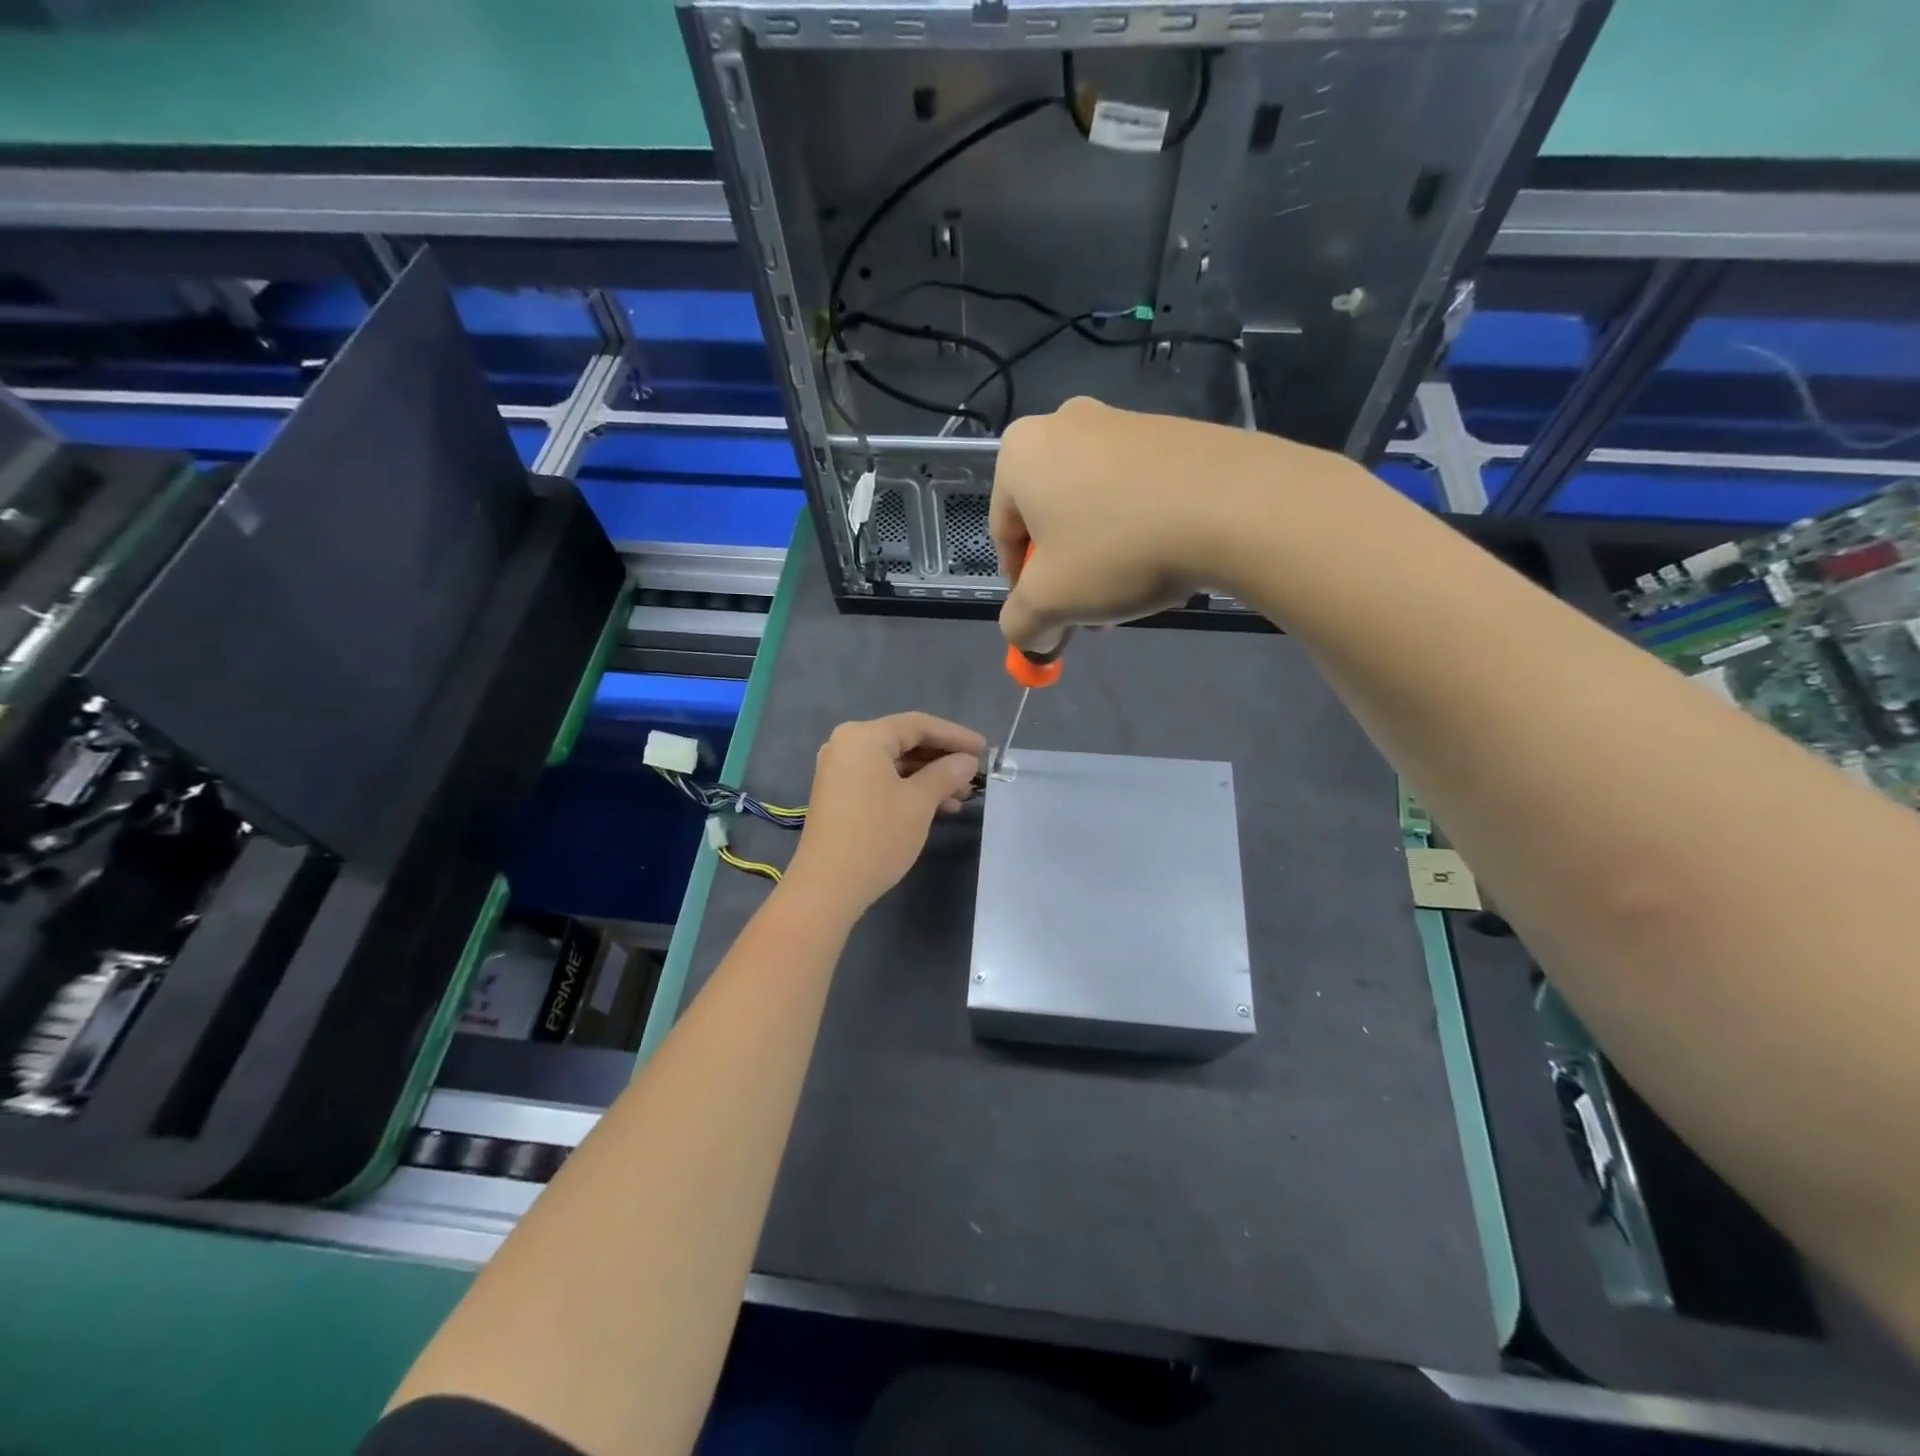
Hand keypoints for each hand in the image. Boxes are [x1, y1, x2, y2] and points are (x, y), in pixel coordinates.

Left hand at [785, 713, 986, 917]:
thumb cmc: (877, 836)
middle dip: (942, 759)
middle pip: (905, 742)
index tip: (985, 749)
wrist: (827, 887)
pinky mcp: (839, 794)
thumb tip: (967, 761)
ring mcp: (839, 770)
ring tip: (961, 797)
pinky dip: (908, 789)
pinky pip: (881, 780)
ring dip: (929, 777)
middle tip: (974, 775)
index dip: (955, 735)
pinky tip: (937, 807)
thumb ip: (946, 773)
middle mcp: (846, 744)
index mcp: (864, 736)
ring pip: (894, 764)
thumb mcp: (919, 802)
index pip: (918, 725)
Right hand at [990, 397, 1351, 649]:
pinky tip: (1164, 559)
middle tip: (1091, 612)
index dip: (1022, 588)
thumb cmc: (1117, 550)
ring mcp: (1123, 421)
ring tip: (1131, 592)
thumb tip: (1030, 638)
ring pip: (1094, 508)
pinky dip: (1137, 529)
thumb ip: (1021, 624)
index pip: (1002, 535)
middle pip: (1049, 519)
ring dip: (1101, 556)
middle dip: (1065, 573)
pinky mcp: (1172, 432)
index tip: (1050, 620)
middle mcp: (1064, 423)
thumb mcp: (1050, 603)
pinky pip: (1136, 492)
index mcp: (1021, 452)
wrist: (1233, 506)